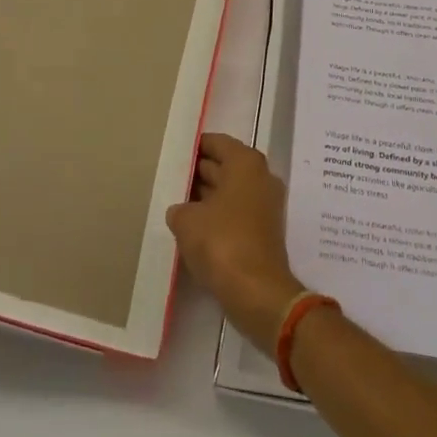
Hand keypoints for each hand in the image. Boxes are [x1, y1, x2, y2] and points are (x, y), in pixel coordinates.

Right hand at [166, 133, 305, 354]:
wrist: (257, 293)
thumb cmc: (221, 242)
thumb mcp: (186, 221)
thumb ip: (179, 208)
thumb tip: (181, 211)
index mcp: (245, 163)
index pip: (216, 143)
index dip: (194, 147)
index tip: (174, 154)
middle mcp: (260, 177)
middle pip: (224, 166)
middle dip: (199, 172)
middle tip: (170, 179)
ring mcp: (265, 206)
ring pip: (230, 192)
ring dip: (207, 198)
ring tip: (176, 204)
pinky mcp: (263, 233)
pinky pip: (235, 214)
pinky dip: (217, 217)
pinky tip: (193, 228)